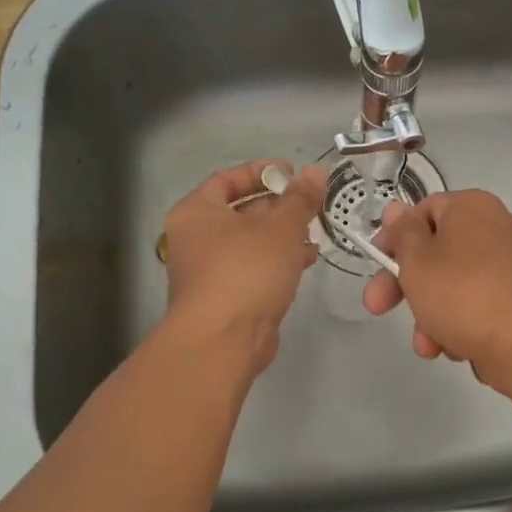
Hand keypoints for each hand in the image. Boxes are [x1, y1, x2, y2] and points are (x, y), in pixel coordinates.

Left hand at [161, 161, 324, 374]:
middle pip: (240, 211)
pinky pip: (253, 268)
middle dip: (279, 206)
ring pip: (250, 242)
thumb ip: (300, 198)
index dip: (262, 172)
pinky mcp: (225, 297)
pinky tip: (306, 260)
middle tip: (311, 204)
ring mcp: (208, 270)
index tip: (294, 173)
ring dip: (283, 235)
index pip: (227, 179)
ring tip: (315, 232)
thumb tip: (316, 171)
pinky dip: (277, 260)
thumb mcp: (280, 228)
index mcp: (196, 212)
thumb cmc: (246, 271)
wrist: (223, 340)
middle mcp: (196, 238)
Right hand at [362, 189, 511, 389]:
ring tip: (428, 346)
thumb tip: (395, 207)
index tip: (375, 265)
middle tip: (378, 308)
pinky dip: (461, 325)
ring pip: (454, 286)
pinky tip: (456, 350)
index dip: (394, 238)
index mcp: (471, 207)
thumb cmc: (463, 294)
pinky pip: (478, 307)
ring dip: (431, 315)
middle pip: (436, 253)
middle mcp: (496, 228)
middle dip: (405, 286)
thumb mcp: (417, 260)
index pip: (422, 211)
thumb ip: (402, 233)